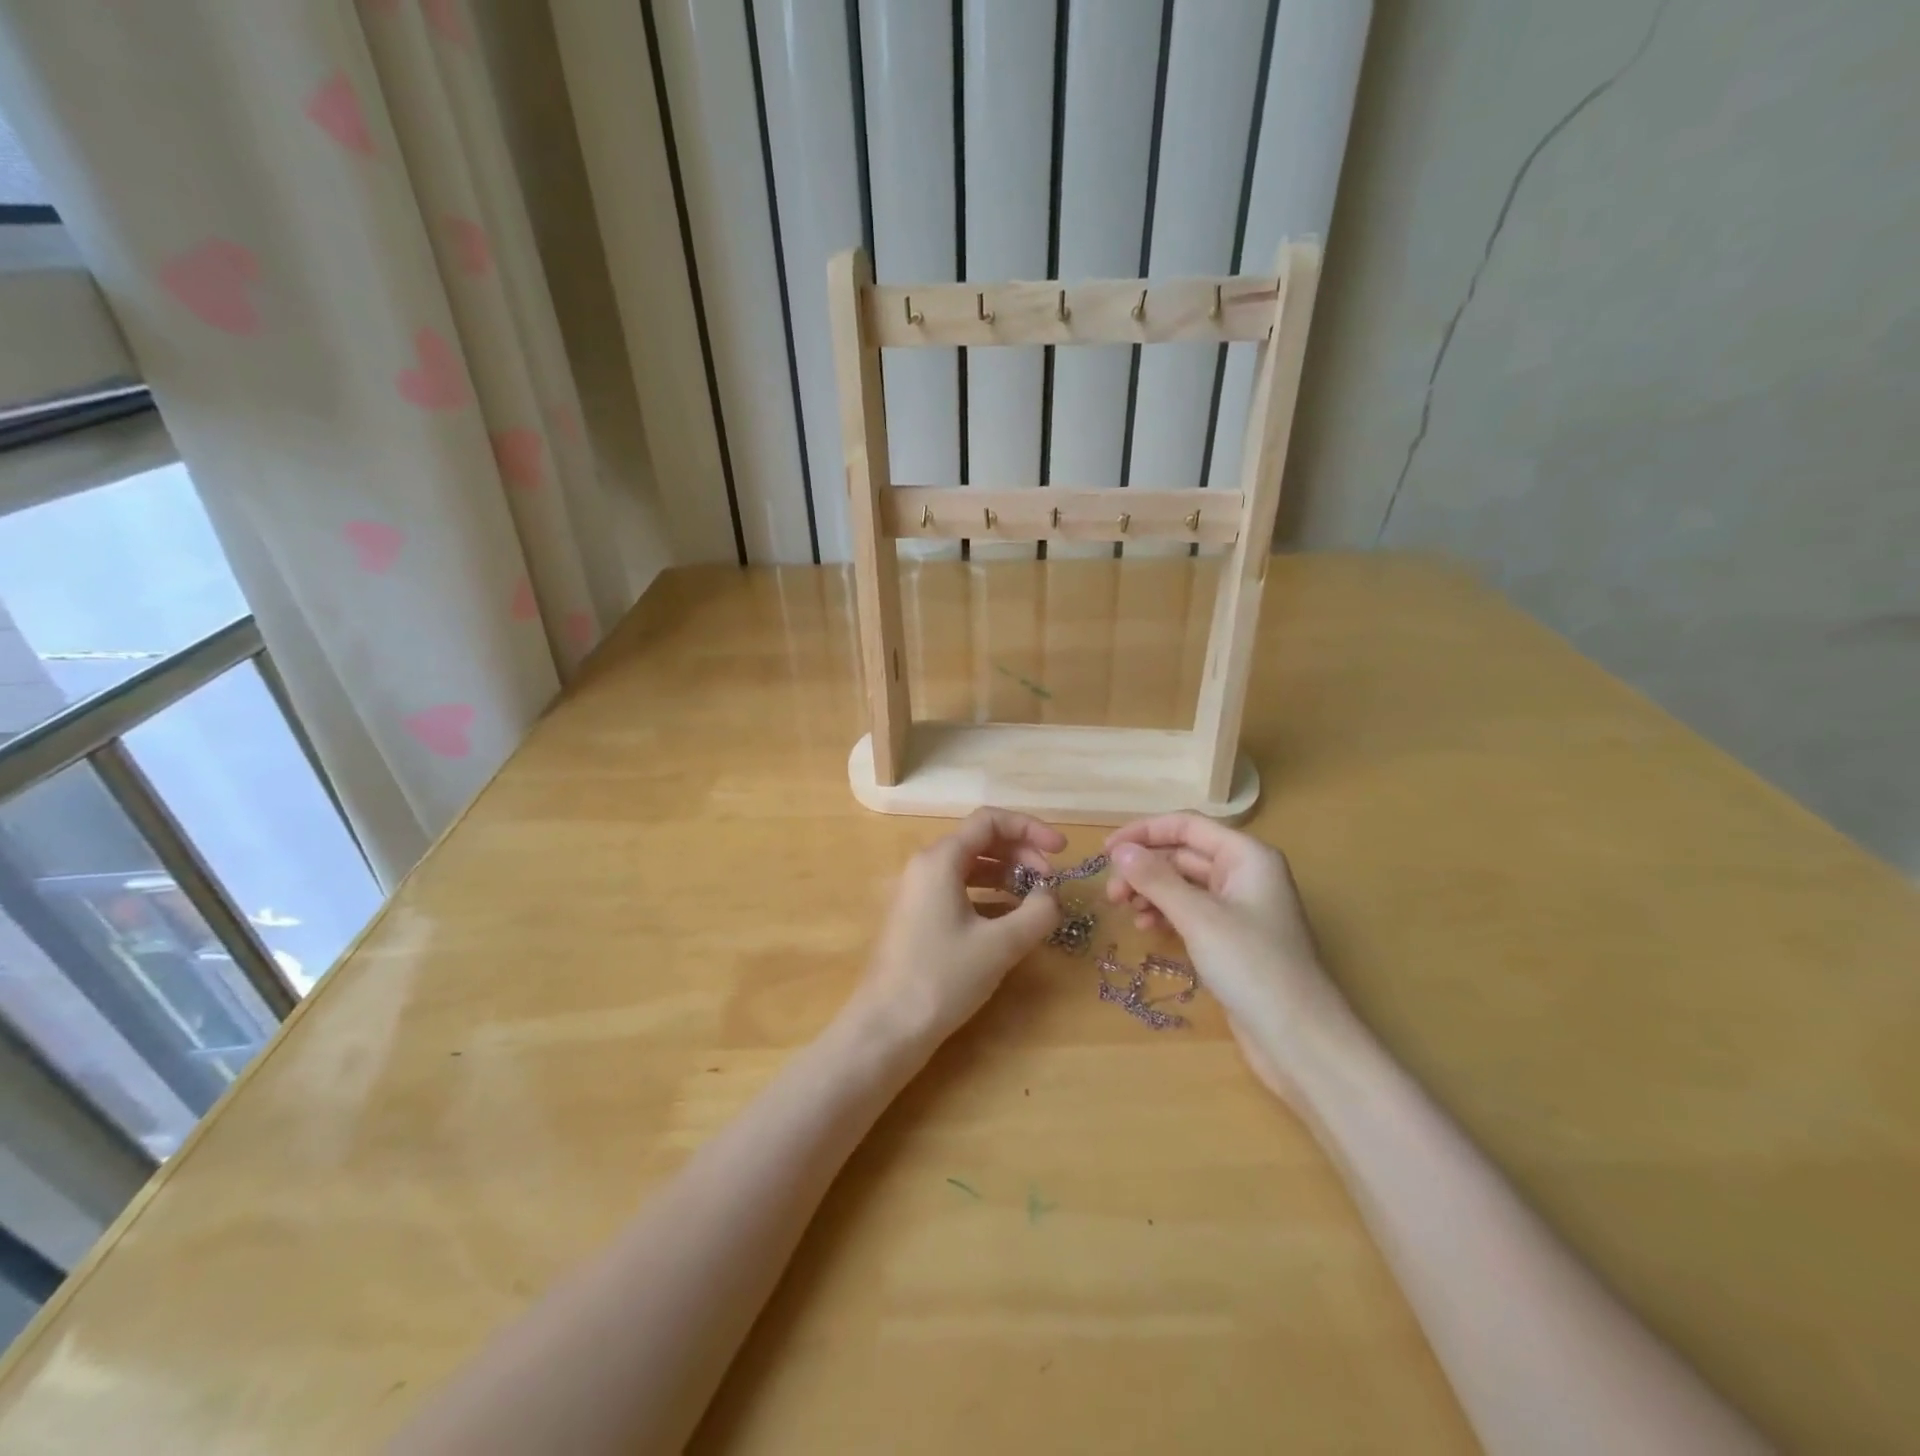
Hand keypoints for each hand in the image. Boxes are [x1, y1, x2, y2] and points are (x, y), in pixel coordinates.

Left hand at [851, 808, 1065, 1047]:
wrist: (888, 1026)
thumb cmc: (943, 977)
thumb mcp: (1000, 944)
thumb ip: (1037, 912)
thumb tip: (1052, 895)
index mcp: (940, 859)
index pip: (990, 821)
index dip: (1031, 828)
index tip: (1062, 850)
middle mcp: (926, 866)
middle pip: (981, 841)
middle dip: (1022, 853)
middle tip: (1051, 881)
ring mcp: (918, 891)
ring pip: (970, 866)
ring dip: (1007, 875)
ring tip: (1036, 899)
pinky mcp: (918, 916)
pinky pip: (959, 890)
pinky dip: (989, 896)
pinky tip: (1011, 919)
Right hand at [1104, 814, 1352, 1101]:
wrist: (1299, 1039)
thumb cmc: (1252, 966)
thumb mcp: (1198, 917)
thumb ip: (1156, 879)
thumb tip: (1120, 851)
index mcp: (1246, 856)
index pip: (1187, 826)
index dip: (1144, 832)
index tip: (1106, 851)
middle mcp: (1244, 874)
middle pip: (1183, 855)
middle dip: (1144, 868)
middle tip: (1111, 893)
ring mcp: (1239, 909)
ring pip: (1184, 885)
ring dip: (1151, 891)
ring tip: (1124, 911)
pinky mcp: (1232, 939)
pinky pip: (1191, 912)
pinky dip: (1166, 914)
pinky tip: (1147, 928)